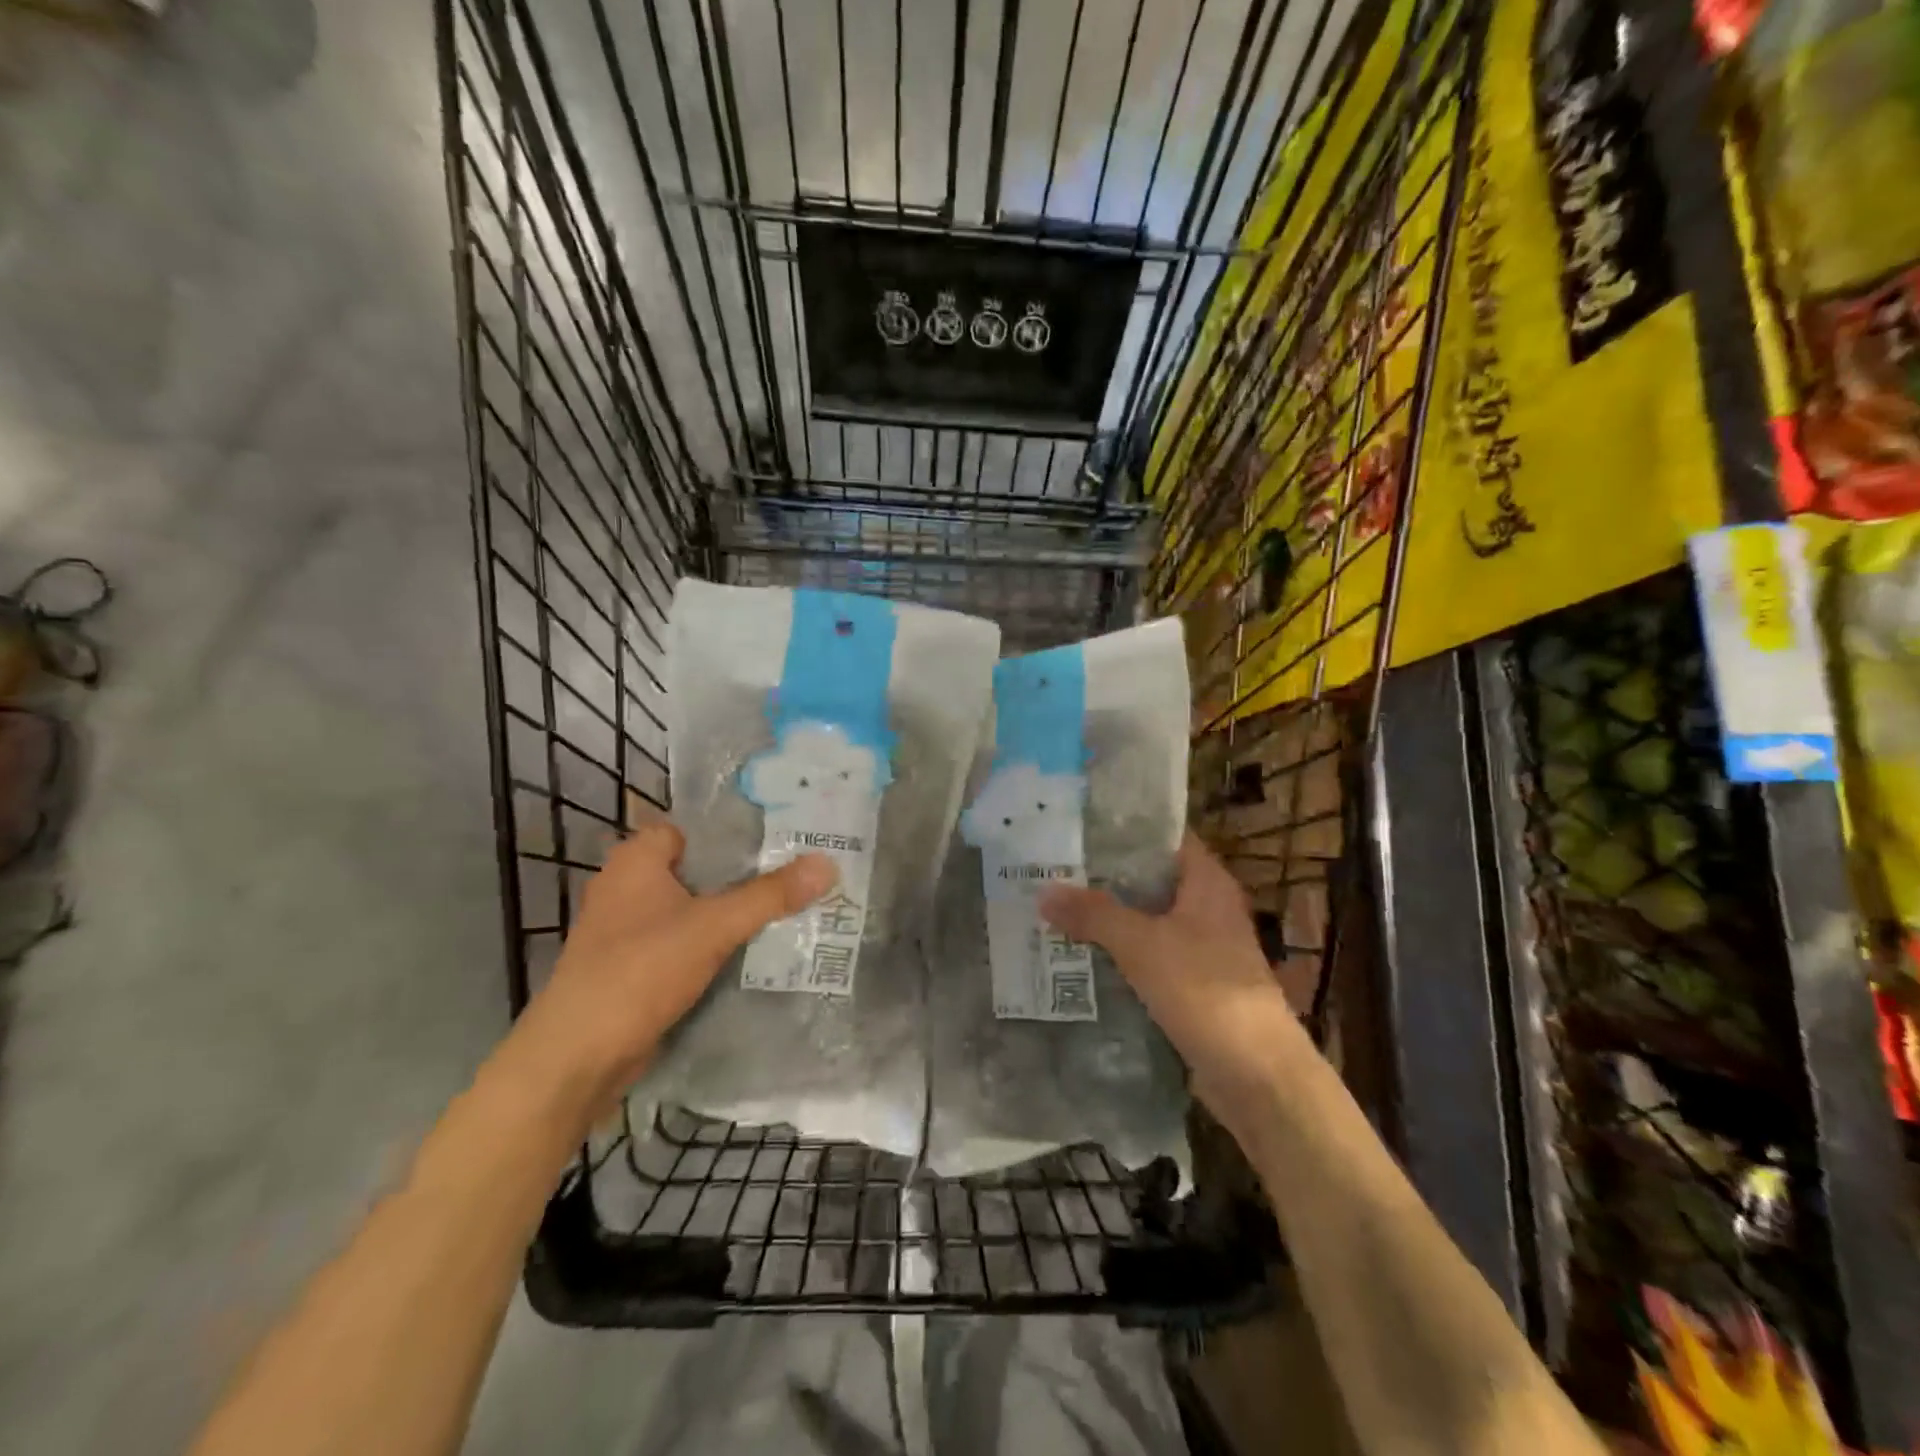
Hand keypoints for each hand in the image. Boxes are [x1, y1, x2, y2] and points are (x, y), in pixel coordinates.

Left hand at [503, 824, 835, 1116]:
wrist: (578, 1058)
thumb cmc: (639, 971)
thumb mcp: (713, 926)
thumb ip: (770, 894)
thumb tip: (828, 863)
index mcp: (635, 860)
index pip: (693, 827)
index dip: (735, 831)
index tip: (784, 836)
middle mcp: (627, 886)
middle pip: (699, 868)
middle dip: (744, 873)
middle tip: (798, 871)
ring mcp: (628, 929)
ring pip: (694, 907)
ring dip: (732, 911)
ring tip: (789, 907)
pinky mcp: (634, 966)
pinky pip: (685, 941)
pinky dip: (714, 943)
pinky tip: (755, 950)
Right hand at [1040, 832, 1302, 1117]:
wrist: (1257, 1075)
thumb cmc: (1205, 991)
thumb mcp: (1142, 945)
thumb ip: (1093, 914)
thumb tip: (1043, 890)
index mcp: (1207, 882)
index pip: (1164, 838)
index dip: (1124, 831)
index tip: (1078, 828)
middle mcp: (1208, 908)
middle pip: (1150, 881)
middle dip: (1105, 878)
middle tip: (1053, 869)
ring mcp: (1203, 949)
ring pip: (1147, 921)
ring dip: (1109, 919)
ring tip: (1056, 909)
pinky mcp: (1194, 986)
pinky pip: (1149, 958)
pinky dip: (1120, 955)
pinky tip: (1080, 956)